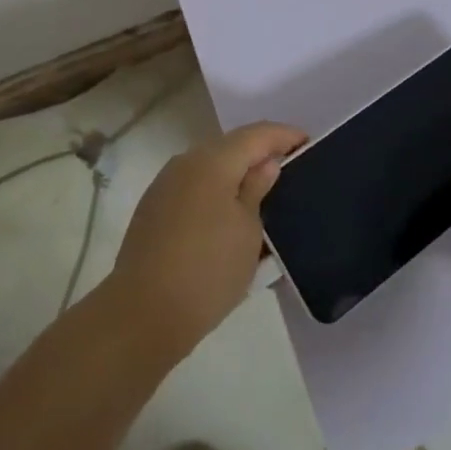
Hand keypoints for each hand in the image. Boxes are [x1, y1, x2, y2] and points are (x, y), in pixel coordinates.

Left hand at [110, 120, 306, 358]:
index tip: (309, 144)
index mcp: (213, 161)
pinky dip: (215, 191)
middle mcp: (187, 161)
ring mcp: (166, 184)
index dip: (285, 135)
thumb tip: (266, 164)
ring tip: (261, 194)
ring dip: (236, 173)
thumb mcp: (248, 232)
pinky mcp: (153, 208)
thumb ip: (257, 189)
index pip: (257, 134)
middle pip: (232, 146)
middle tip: (289, 170)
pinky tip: (227, 215)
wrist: (141, 315)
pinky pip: (194, 186)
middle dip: (260, 153)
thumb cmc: (207, 271)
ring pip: (211, 166)